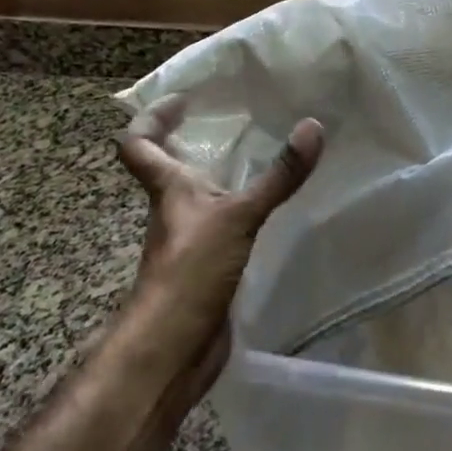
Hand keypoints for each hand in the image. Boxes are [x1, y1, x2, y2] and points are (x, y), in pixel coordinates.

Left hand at [115, 95, 323, 394]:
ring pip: (196, 197)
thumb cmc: (190, 272)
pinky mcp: (206, 266)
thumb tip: (313, 126)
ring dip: (216, 175)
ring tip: (257, 155)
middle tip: (230, 118)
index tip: (183, 99)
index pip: (138, 144)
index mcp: (167, 189)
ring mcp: (188, 240)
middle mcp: (173, 210)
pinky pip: (220, 225)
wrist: (172, 351)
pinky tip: (267, 208)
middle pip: (166, 167)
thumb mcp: (238, 215)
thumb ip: (278, 175)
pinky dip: (237, 210)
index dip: (152, 118)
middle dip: (188, 141)